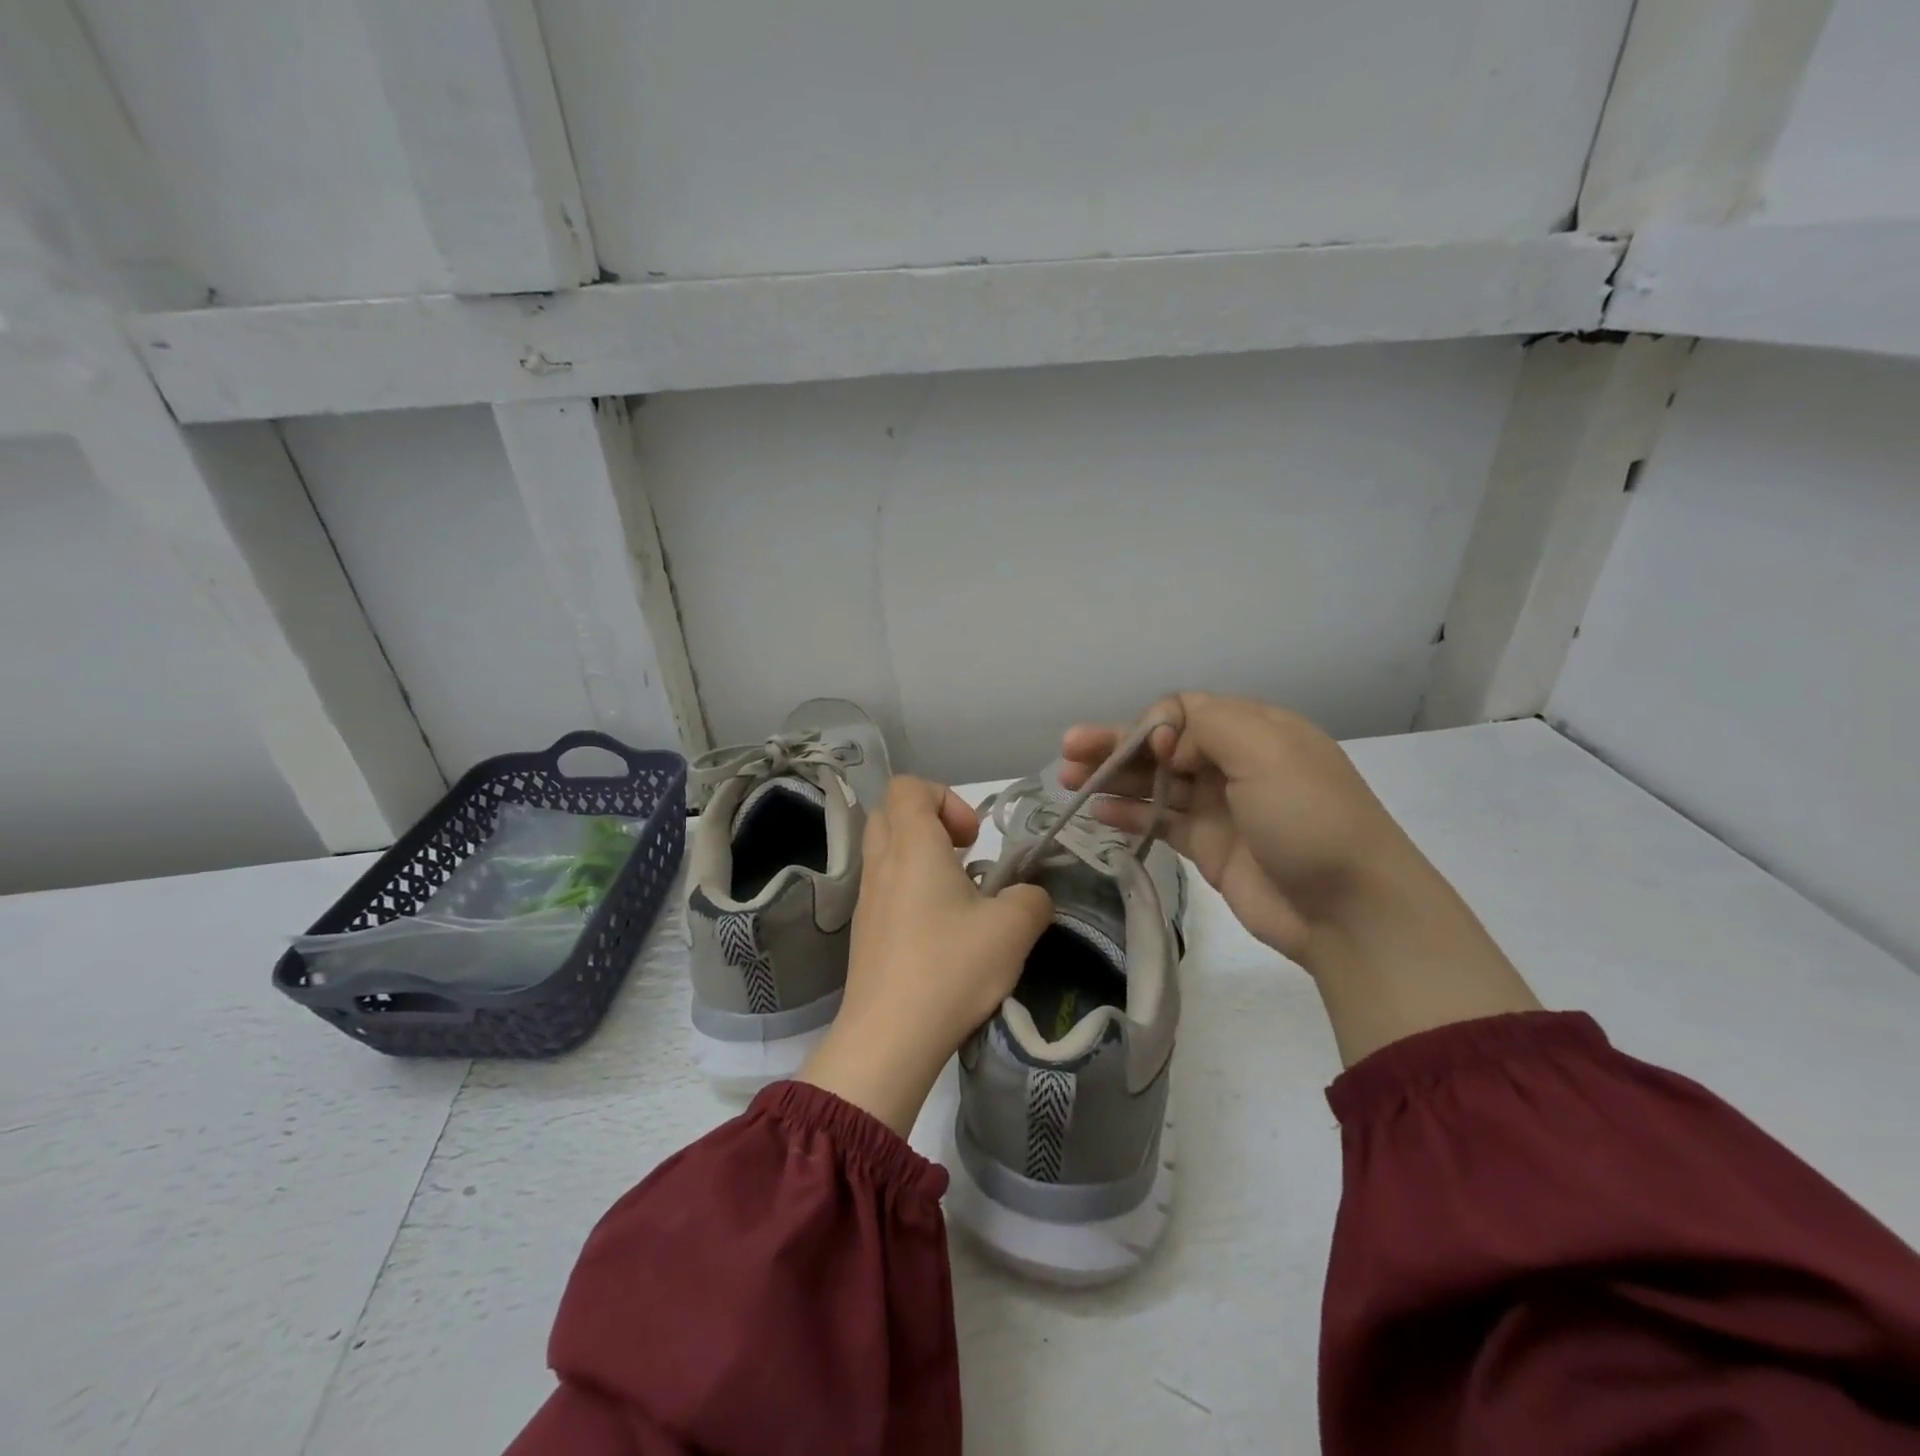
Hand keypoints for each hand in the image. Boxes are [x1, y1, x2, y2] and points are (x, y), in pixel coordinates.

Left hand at [799, 777, 1052, 1134]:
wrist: (888, 1037)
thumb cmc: (950, 968)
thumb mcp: (1013, 929)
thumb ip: (1032, 899)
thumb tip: (1029, 897)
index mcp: (912, 846)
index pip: (909, 787)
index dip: (946, 798)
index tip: (973, 839)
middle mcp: (881, 863)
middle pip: (891, 813)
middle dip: (930, 822)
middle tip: (964, 857)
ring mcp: (866, 898)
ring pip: (885, 851)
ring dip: (921, 858)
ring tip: (958, 897)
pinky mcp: (862, 931)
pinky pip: (883, 887)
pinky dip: (909, 890)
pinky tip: (939, 931)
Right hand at [1061, 694, 1418, 962]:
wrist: (1349, 910)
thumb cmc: (1309, 817)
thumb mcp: (1267, 751)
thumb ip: (1208, 725)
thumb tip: (1167, 740)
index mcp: (1255, 730)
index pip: (1186, 711)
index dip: (1153, 724)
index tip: (1146, 749)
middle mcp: (1234, 763)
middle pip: (1163, 746)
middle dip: (1116, 746)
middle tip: (1068, 751)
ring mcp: (1220, 807)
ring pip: (1155, 783)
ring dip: (1113, 778)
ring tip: (1067, 780)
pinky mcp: (1209, 847)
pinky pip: (1160, 821)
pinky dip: (1128, 814)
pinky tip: (1097, 812)